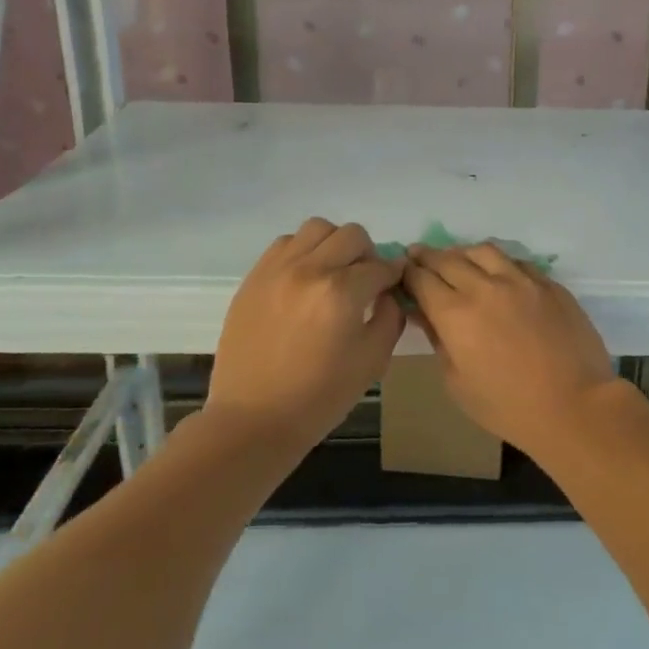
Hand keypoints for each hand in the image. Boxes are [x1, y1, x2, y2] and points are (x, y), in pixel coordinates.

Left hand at [207, 218, 404, 450]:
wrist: (254, 419)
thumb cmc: (319, 397)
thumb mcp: (372, 361)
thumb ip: (390, 317)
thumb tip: (390, 292)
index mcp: (341, 293)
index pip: (380, 266)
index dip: (393, 275)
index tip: (394, 285)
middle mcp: (309, 270)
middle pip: (351, 235)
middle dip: (367, 255)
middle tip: (365, 280)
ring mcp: (277, 270)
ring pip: (317, 229)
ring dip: (334, 245)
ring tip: (333, 273)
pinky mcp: (254, 277)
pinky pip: (285, 243)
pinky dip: (303, 252)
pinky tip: (305, 279)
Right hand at [402, 243, 618, 455]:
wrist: (574, 406)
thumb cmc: (508, 406)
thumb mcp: (457, 383)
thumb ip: (438, 340)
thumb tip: (424, 313)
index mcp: (455, 313)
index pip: (422, 279)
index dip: (408, 273)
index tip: (402, 271)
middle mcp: (485, 287)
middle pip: (448, 259)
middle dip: (428, 256)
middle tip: (418, 255)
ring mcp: (521, 281)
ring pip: (484, 251)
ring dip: (463, 252)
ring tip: (459, 259)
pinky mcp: (549, 284)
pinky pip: (517, 262)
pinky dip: (499, 263)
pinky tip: (499, 273)